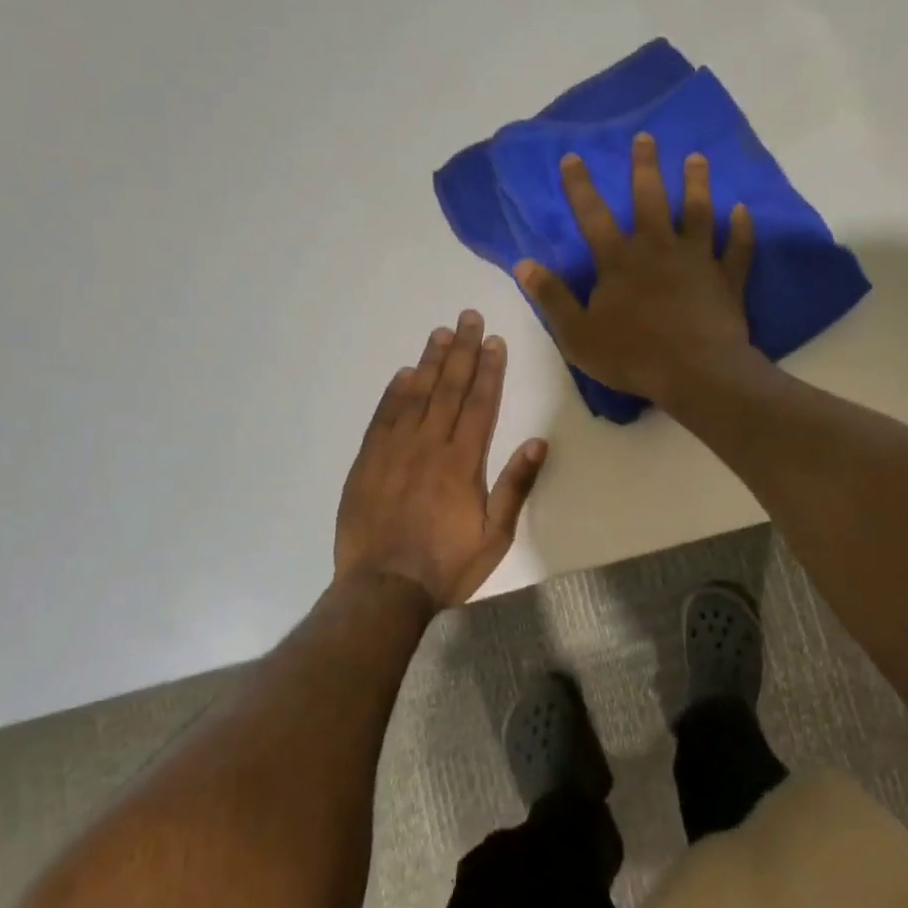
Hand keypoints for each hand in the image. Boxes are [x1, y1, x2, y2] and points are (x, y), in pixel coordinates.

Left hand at [334, 311, 548, 612]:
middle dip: (461, 350)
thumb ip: (516, 486)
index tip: (494, 341)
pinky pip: (382, 417)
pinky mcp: (367, 462)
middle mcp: (429, 445)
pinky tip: (403, 373)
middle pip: (448, 388)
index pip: (480, 403)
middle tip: (467, 316)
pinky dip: (393, 392)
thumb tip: (539, 442)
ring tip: (440, 333)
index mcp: (463, 461)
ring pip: (415, 395)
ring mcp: (394, 450)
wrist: (383, 590)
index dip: (489, 370)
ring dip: (429, 361)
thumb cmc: (446, 565)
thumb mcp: (495, 535)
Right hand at [514, 133, 757, 406]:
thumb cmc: (631, 356)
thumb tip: (524, 264)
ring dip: (696, 183)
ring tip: (697, 158)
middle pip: (650, 199)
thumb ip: (552, 297)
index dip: (580, 186)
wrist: (695, 373)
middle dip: (645, 166)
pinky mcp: (726, 278)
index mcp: (619, 261)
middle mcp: (658, 249)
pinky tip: (743, 210)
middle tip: (646, 137)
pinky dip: (741, 228)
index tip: (573, 156)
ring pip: (698, 212)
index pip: (593, 215)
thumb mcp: (577, 334)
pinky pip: (737, 248)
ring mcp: (697, 260)